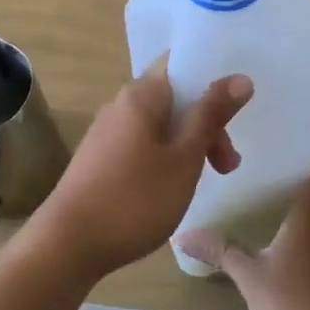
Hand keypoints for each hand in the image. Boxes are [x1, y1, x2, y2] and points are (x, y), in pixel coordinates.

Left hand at [27, 61, 253, 282]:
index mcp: (141, 94)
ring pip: (160, 127)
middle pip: (175, 100)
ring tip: (201, 183)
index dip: (213, 85)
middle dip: (206, 127)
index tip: (235, 118)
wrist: (68, 243)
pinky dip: (164, 160)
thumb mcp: (184, 158)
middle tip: (227, 167)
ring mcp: (106, 132)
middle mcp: (121, 104)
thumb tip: (240, 77)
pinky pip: (142, 146)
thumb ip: (211, 116)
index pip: (183, 67)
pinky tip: (169, 190)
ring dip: (188, 147)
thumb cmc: (135, 198)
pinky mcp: (99, 159)